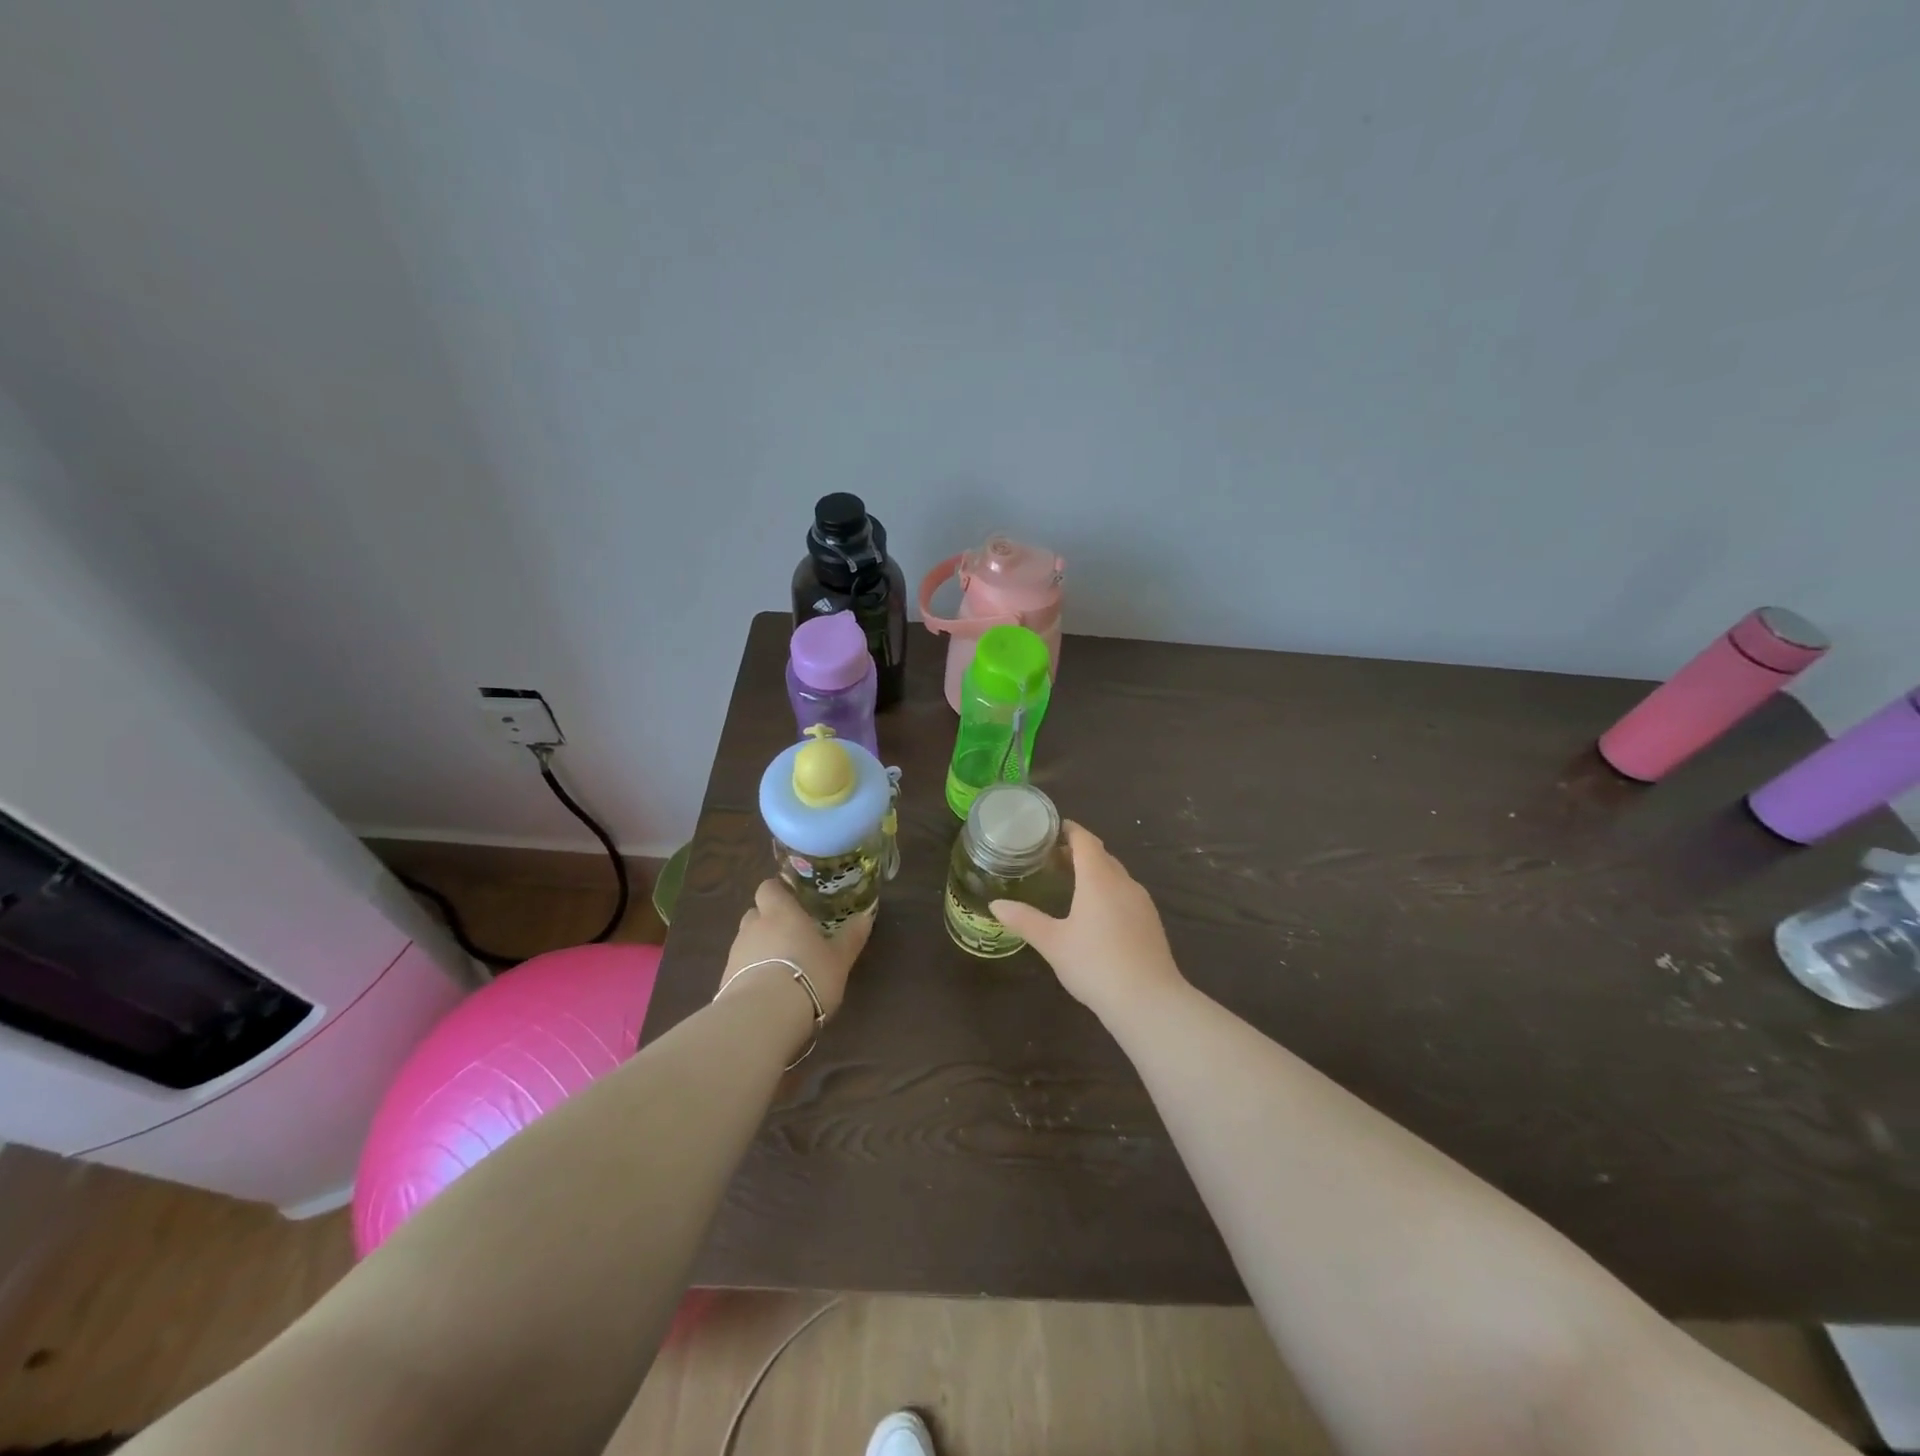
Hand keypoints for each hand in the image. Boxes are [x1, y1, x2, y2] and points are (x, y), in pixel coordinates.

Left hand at [719, 879, 874, 1018]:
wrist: (764, 1018)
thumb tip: (866, 916)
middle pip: (755, 914)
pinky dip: (751, 974)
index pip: (769, 888)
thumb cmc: (808, 975)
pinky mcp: (724, 982)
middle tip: (791, 935)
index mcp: (780, 912)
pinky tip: (768, 992)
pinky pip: (739, 969)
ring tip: (782, 968)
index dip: (778, 892)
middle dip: (769, 921)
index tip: (793, 901)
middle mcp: (753, 927)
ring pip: (746, 942)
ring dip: (760, 949)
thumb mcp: (839, 958)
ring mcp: (735, 954)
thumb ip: (851, 936)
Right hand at [991, 823, 1184, 1019]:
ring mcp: (1142, 902)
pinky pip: (1126, 894)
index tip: (1052, 829)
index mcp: (1098, 878)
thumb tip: (995, 904)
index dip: (1070, 830)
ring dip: (1096, 872)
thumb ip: (1024, 920)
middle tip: (1053, 858)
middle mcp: (1123, 882)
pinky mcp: (1151, 922)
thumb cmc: (1095, 964)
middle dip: (1079, 852)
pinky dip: (1109, 891)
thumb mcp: (1053, 943)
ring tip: (1072, 883)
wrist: (1148, 1001)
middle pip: (1102, 856)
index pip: (1085, 840)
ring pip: (1116, 876)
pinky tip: (1097, 913)